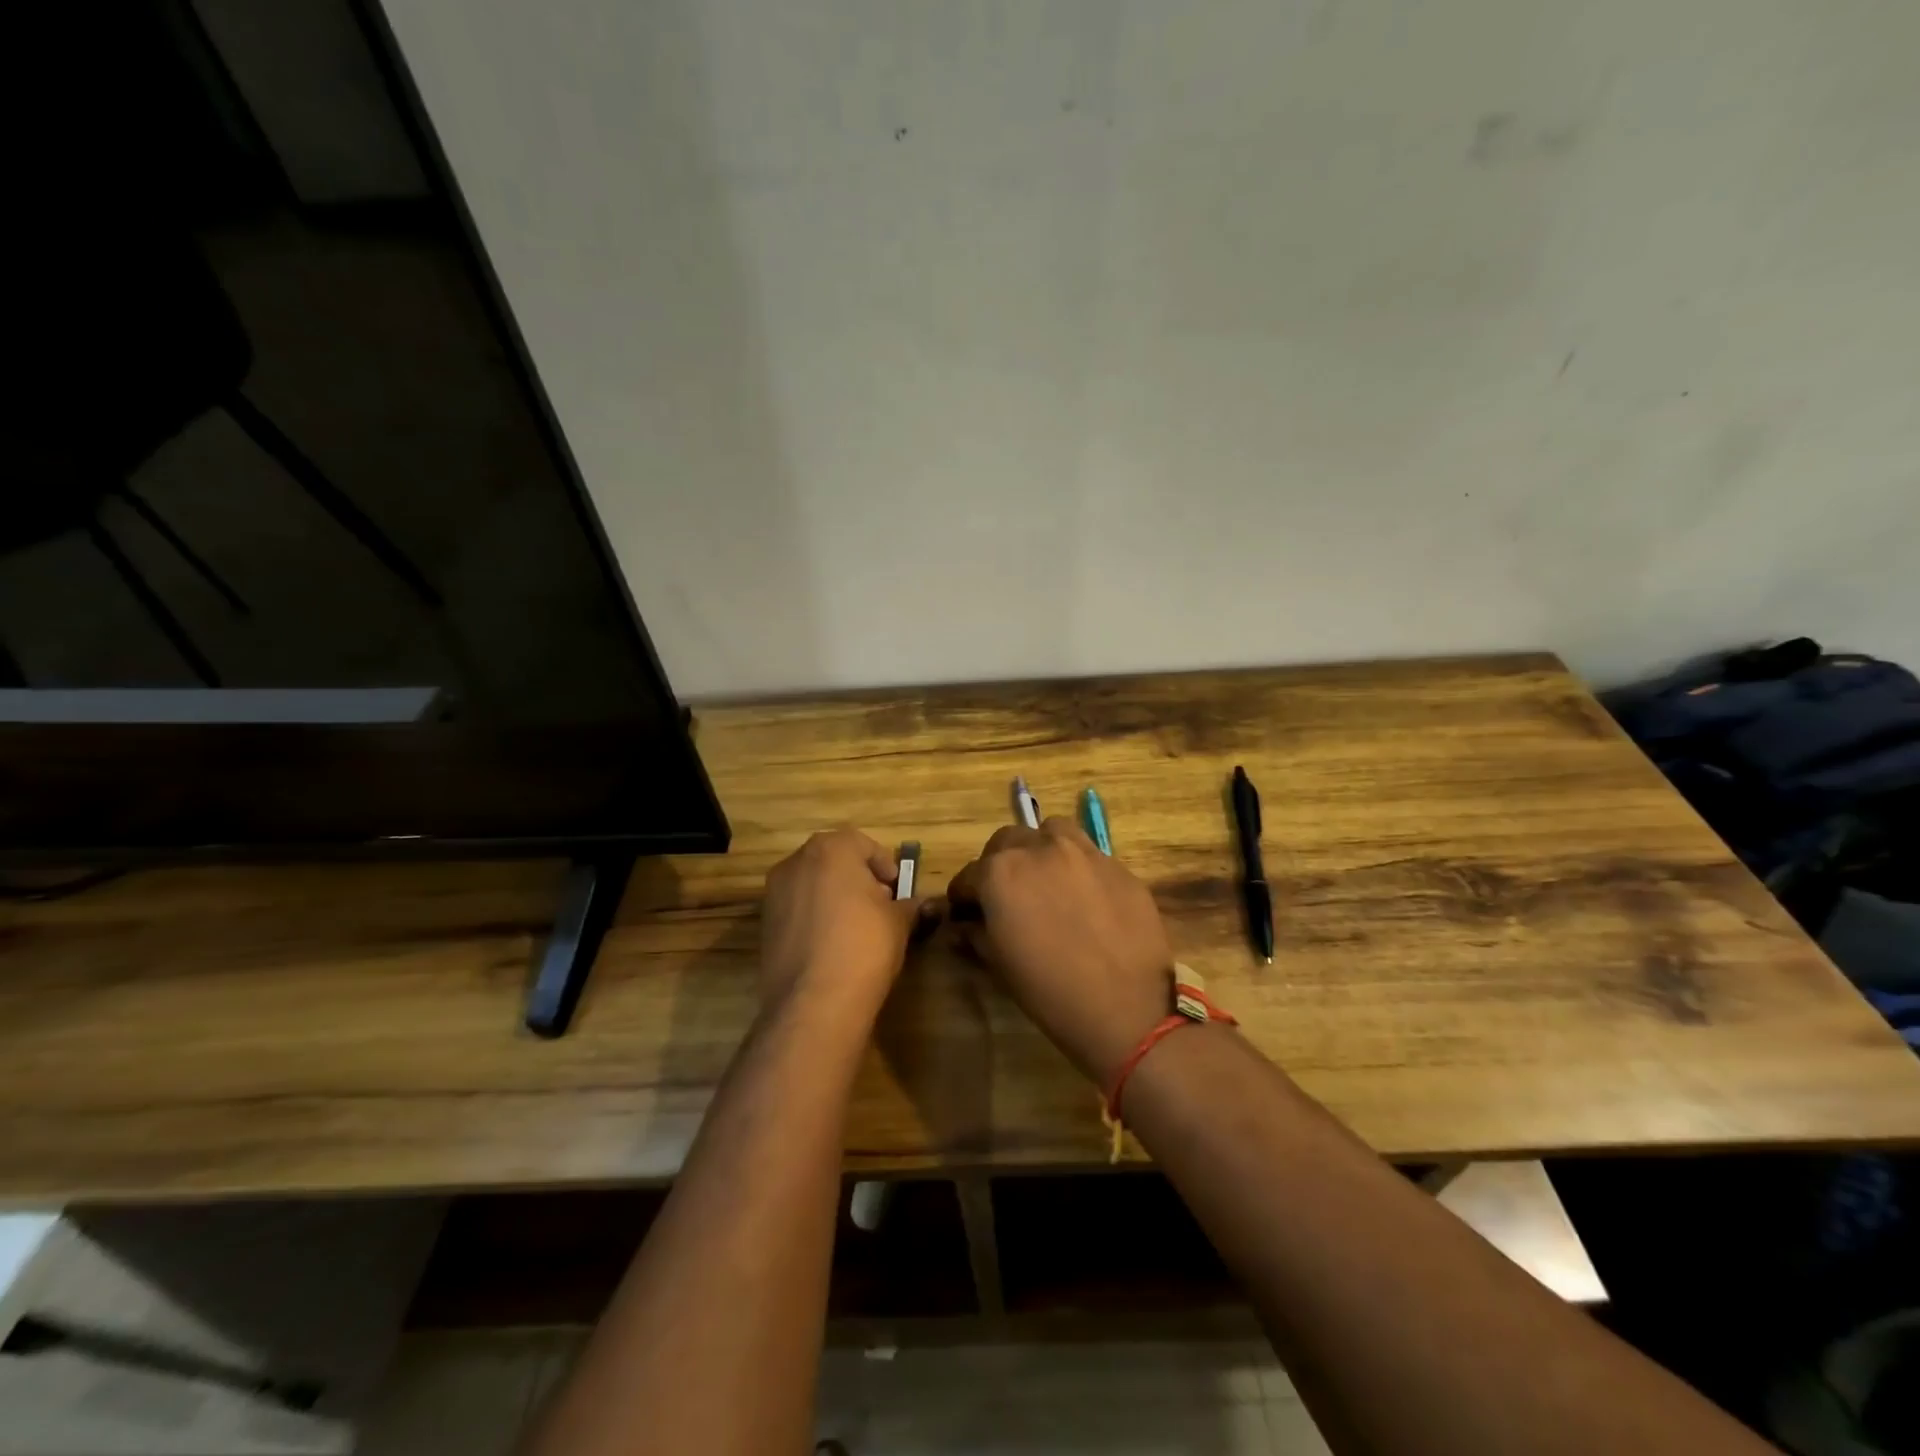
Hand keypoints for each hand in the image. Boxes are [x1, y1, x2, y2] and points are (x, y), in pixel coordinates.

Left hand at [759, 828, 925, 1018]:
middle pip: (833, 859)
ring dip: (833, 896)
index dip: (884, 864)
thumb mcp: (899, 922)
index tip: (896, 889)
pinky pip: (796, 909)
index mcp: (830, 850)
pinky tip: (831, 944)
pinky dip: (814, 917)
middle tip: (879, 904)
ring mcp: (774, 893)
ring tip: (856, 927)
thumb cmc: (864, 945)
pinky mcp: (764, 924)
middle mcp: (796, 862)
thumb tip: (922, 904)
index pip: (862, 843)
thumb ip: (909, 905)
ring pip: (812, 883)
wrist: (814, 1002)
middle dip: (857, 877)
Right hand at [946, 818, 1173, 1083]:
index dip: (963, 897)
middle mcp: (1040, 848)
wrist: (1126, 1008)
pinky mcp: (1119, 865)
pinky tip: (1084, 899)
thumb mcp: (999, 964)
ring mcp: (1084, 852)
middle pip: (1007, 841)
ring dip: (1040, 849)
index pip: (968, 875)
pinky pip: (1089, 855)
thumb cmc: (1050, 990)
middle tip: (1005, 895)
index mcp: (1001, 872)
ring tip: (1046, 880)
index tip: (966, 914)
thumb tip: (963, 924)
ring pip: (1052, 832)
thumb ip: (976, 933)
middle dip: (998, 864)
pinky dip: (1078, 868)